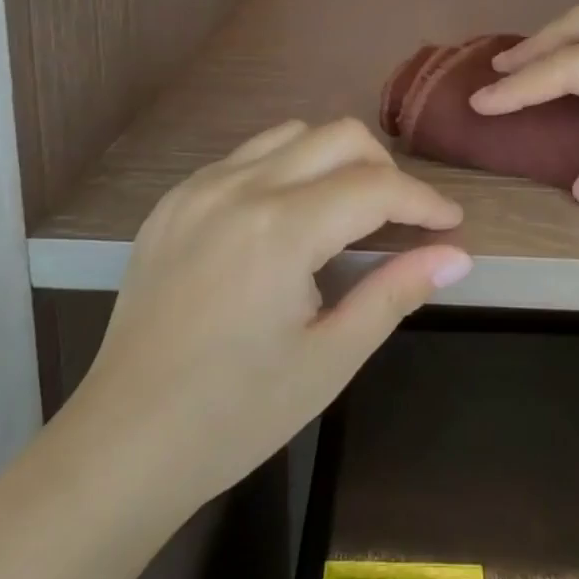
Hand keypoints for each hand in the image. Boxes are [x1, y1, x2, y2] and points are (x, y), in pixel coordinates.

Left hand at [62, 118, 471, 508]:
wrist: (122, 443)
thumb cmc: (235, 413)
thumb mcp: (329, 359)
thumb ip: (395, 293)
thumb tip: (457, 256)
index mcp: (282, 229)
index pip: (376, 187)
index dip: (423, 200)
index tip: (450, 223)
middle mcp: (241, 187)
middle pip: (338, 135)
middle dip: (383, 168)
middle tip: (400, 218)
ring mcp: (200, 186)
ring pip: (291, 134)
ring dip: (333, 159)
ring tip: (345, 211)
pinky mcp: (173, 199)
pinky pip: (245, 157)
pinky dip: (285, 169)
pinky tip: (285, 219)